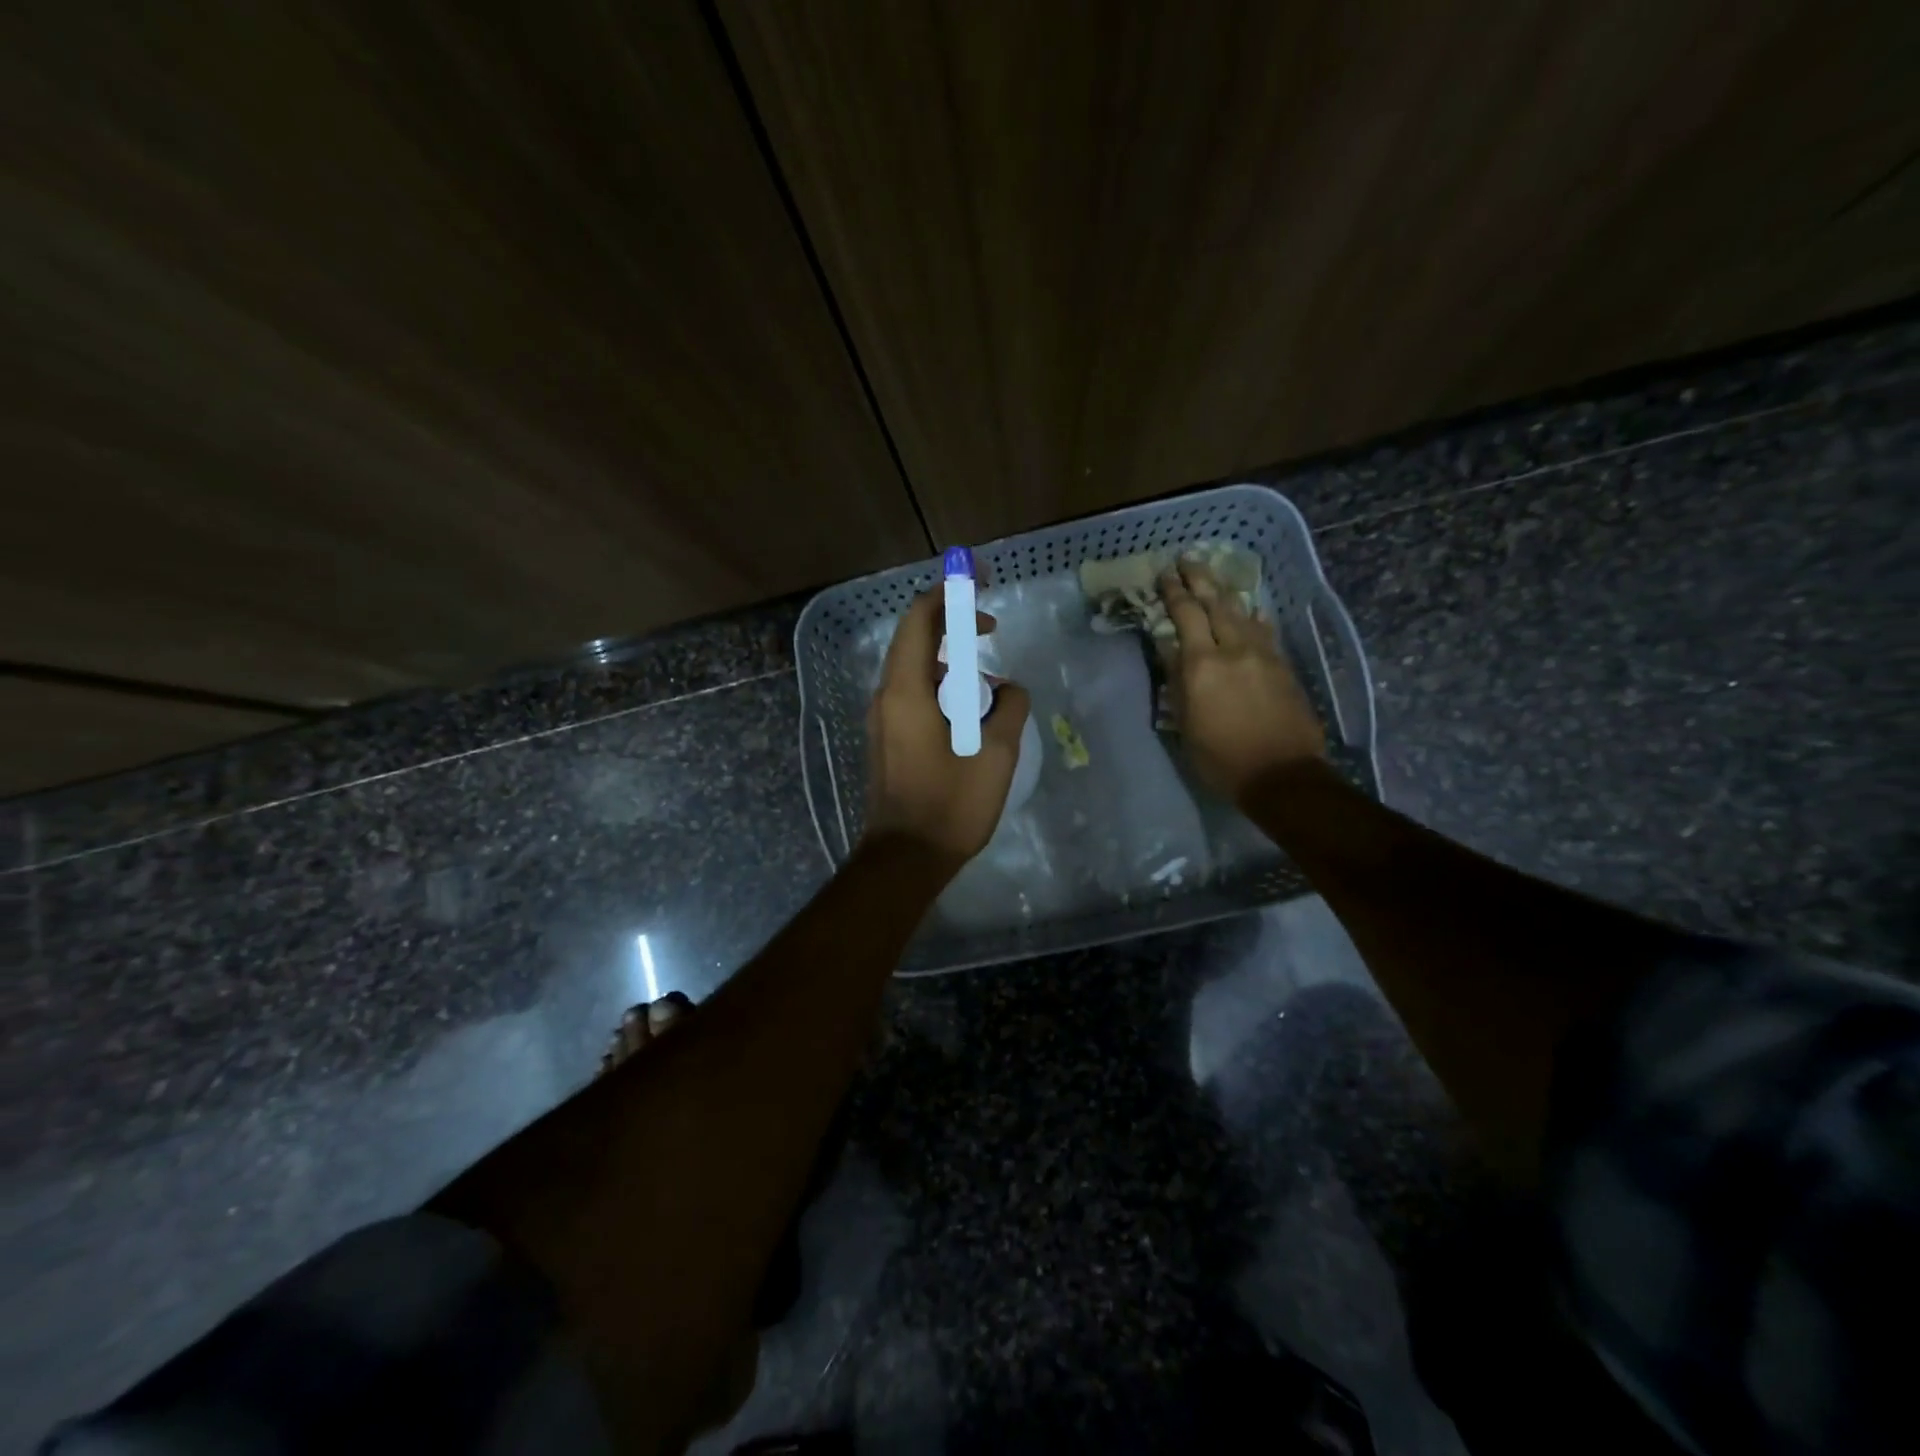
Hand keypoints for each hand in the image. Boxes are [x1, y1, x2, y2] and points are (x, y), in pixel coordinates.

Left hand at [862, 590, 1031, 869]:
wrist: (904, 858)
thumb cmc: (950, 805)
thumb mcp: (995, 754)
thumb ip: (1009, 708)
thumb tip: (1009, 690)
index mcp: (906, 690)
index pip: (919, 620)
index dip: (948, 593)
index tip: (978, 583)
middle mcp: (886, 697)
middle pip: (914, 641)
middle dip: (951, 626)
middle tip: (989, 628)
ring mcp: (882, 720)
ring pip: (914, 671)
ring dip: (949, 664)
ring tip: (988, 684)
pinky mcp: (886, 740)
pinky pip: (912, 696)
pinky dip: (940, 689)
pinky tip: (969, 714)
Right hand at [1161, 561, 1325, 801]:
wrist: (1282, 774)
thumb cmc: (1221, 757)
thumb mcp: (1185, 724)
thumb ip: (1178, 681)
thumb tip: (1170, 649)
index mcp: (1202, 665)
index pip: (1185, 615)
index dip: (1174, 592)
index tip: (1165, 573)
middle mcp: (1233, 649)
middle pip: (1216, 603)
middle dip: (1199, 579)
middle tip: (1188, 560)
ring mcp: (1263, 654)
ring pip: (1242, 612)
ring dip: (1226, 593)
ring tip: (1215, 580)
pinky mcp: (1283, 665)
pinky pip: (1264, 630)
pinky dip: (1252, 616)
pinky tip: (1250, 611)